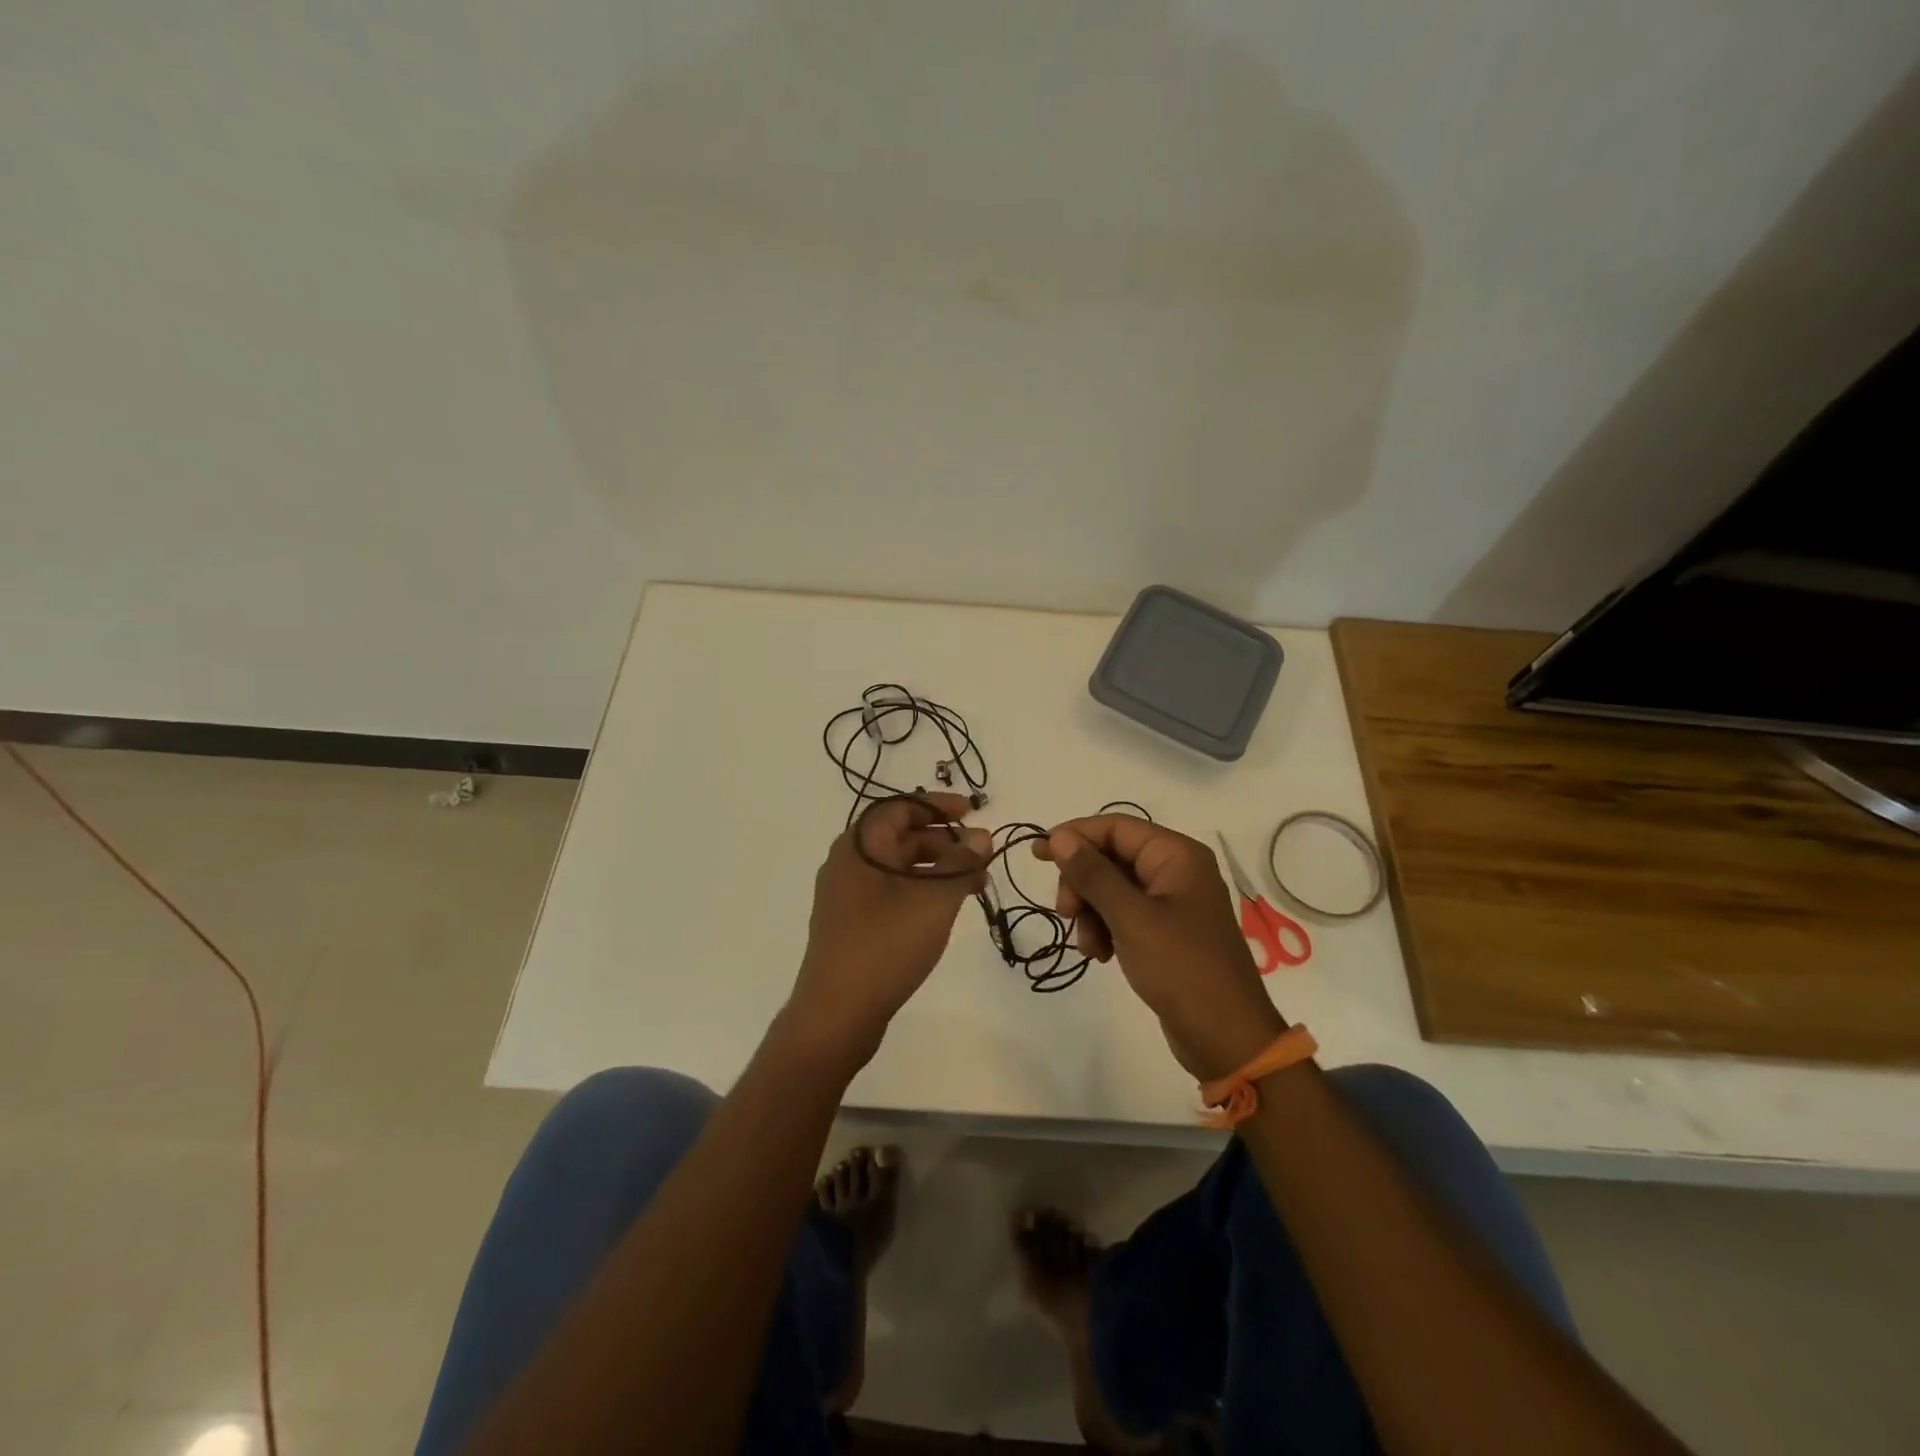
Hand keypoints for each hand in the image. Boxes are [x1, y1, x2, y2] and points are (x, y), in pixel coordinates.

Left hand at [787, 793, 990, 1068]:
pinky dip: (922, 890)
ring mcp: (848, 895)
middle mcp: (849, 862)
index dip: (939, 804)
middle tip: (982, 854)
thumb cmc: (885, 946)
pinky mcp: (853, 924)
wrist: (836, 1014)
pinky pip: (892, 892)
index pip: (901, 807)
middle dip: (945, 840)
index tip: (974, 811)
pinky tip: (947, 907)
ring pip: (899, 866)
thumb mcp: (933, 899)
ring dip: (938, 867)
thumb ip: (960, 862)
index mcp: (859, 846)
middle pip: (901, 835)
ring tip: (976, 883)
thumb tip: (981, 835)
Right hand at [1033, 817, 1286, 1080]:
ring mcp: (1172, 902)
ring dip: (1091, 913)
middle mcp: (1176, 870)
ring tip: (1089, 947)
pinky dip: (1106, 929)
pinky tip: (1101, 956)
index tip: (1038, 855)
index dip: (1075, 835)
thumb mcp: (1131, 918)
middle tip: (1065, 913)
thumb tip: (1059, 837)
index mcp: (1177, 855)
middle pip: (1111, 857)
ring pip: (1112, 889)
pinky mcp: (1166, 931)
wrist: (1225, 1038)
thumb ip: (1093, 874)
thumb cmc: (1181, 967)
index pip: (1116, 827)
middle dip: (1083, 884)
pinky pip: (1124, 915)